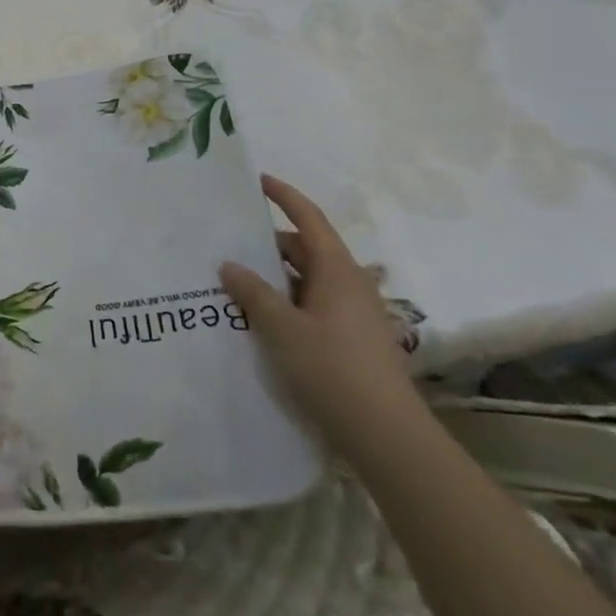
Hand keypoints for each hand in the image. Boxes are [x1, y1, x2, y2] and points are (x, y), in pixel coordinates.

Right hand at [220, 173, 425, 462]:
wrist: (386, 434)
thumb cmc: (333, 370)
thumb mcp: (282, 329)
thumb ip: (253, 293)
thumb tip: (229, 264)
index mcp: (337, 270)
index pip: (309, 219)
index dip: (284, 196)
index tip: (257, 181)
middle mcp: (349, 283)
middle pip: (306, 249)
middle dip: (269, 243)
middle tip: (229, 244)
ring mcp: (354, 312)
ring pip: (308, 279)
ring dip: (275, 277)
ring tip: (236, 282)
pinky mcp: (353, 337)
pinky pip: (313, 304)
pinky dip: (287, 301)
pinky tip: (261, 318)